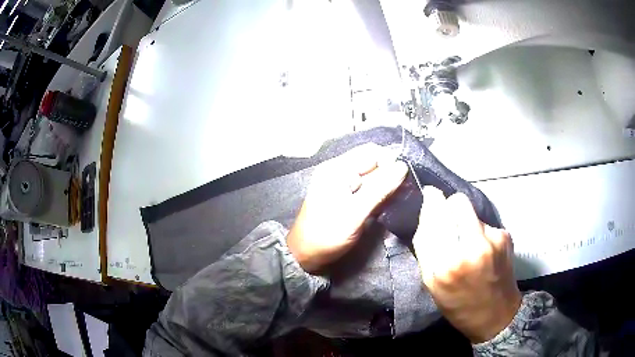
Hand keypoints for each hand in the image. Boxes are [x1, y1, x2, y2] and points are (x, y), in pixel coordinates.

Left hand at [287, 144, 407, 273]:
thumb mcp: (355, 213)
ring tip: (394, 200)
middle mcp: (338, 170)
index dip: (390, 162)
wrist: (305, 255)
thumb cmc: (327, 235)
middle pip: (372, 162)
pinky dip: (377, 193)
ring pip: (371, 175)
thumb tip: (403, 167)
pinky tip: (383, 204)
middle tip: (401, 193)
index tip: (403, 181)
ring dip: (385, 185)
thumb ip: (379, 189)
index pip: (371, 152)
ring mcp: (340, 182)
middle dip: (389, 174)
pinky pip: (366, 187)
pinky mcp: (344, 195)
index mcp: (337, 169)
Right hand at [413, 187, 521, 342]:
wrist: (496, 316)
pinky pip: (485, 223)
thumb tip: (428, 209)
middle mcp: (470, 248)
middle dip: (450, 208)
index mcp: (445, 265)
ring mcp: (492, 240)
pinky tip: (484, 250)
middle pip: (457, 203)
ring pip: (472, 211)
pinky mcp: (505, 237)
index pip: (434, 217)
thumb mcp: (431, 284)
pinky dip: (480, 232)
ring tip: (469, 244)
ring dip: (466, 221)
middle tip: (450, 224)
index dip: (431, 203)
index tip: (430, 197)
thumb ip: (426, 247)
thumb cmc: (458, 304)